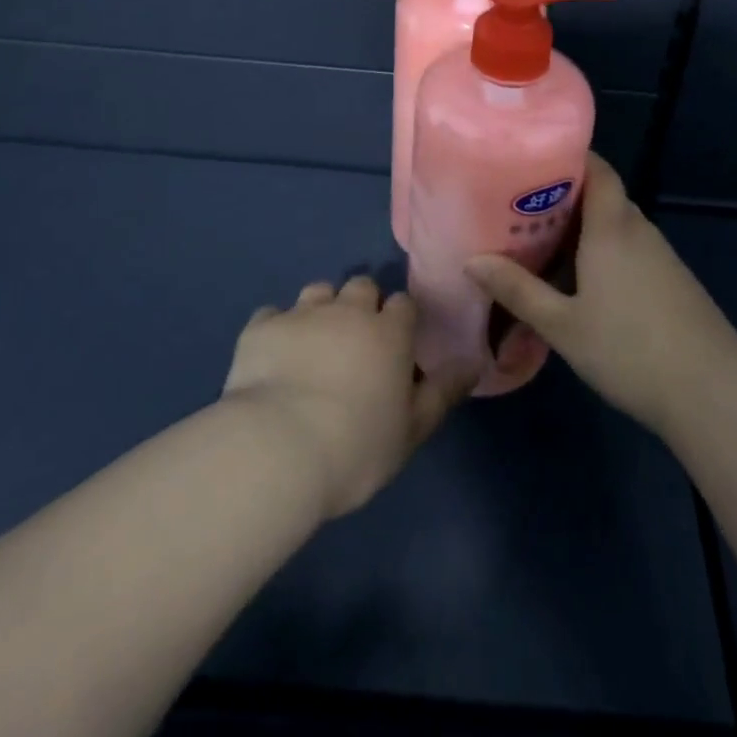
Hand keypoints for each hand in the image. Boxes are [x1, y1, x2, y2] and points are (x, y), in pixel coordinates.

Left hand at [222, 275, 470, 519]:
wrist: (278, 449)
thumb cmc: (356, 447)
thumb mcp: (411, 430)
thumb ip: (443, 392)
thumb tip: (474, 362)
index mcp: (389, 332)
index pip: (403, 304)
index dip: (400, 320)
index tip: (395, 344)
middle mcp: (348, 310)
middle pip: (361, 286)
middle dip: (361, 305)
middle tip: (354, 341)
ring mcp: (302, 314)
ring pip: (318, 291)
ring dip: (320, 309)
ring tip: (313, 342)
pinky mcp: (262, 328)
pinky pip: (271, 314)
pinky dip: (276, 329)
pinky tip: (272, 356)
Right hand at [466, 153, 736, 441]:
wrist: (711, 390)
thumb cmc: (629, 349)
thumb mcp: (563, 324)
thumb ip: (518, 290)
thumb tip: (471, 261)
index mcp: (612, 226)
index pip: (596, 168)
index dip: (567, 157)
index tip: (530, 162)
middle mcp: (638, 229)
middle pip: (602, 195)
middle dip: (563, 197)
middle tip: (519, 208)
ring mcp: (659, 254)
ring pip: (615, 225)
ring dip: (583, 228)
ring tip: (540, 242)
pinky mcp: (670, 279)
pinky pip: (629, 248)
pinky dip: (602, 251)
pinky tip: (580, 280)